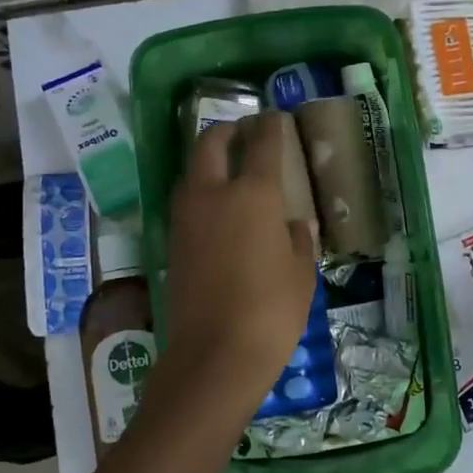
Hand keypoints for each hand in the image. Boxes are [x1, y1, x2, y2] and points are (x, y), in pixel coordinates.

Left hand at [154, 113, 318, 425]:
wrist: (215, 354)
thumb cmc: (272, 312)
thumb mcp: (301, 274)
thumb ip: (298, 240)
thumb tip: (294, 225)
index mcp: (254, 194)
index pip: (262, 143)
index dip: (270, 125)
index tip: (275, 118)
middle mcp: (213, 194)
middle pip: (210, 143)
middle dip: (226, 131)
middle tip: (243, 133)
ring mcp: (186, 217)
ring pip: (191, 171)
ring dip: (208, 160)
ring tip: (229, 169)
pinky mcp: (172, 241)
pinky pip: (185, 200)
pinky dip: (199, 191)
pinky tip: (217, 208)